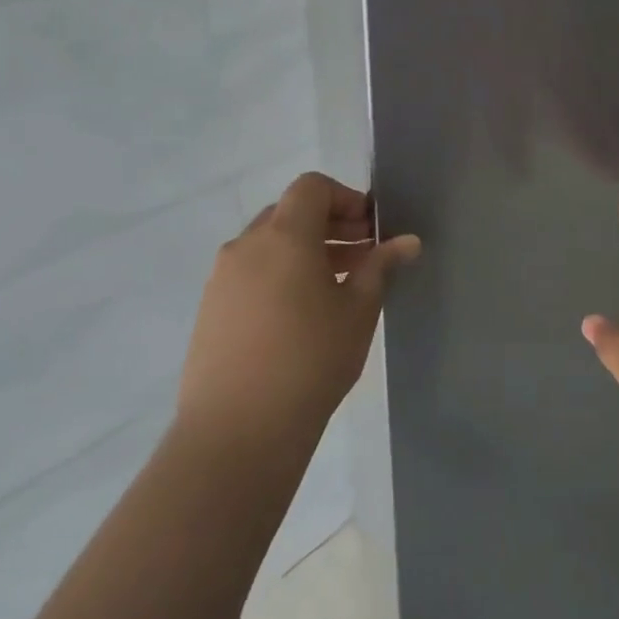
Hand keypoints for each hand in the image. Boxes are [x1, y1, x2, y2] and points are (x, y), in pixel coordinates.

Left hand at [176, 173, 420, 455]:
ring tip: (338, 288)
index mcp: (284, 236)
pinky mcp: (211, 309)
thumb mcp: (359, 310)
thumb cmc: (311, 360)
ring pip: (269, 245)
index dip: (346, 198)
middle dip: (330, 225)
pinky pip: (251, 273)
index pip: (312, 187)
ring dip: (306, 251)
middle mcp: (246, 246)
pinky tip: (302, 315)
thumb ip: (381, 267)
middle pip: (290, 213)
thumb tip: (408, 242)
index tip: (371, 228)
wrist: (238, 431)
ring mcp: (222, 278)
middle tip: (364, 256)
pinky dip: (280, 274)